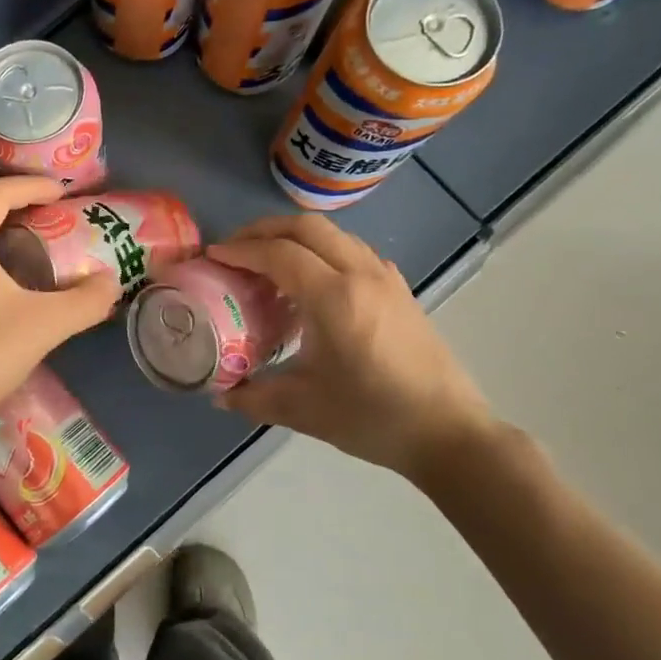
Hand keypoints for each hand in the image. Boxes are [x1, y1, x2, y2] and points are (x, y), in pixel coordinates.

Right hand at [208, 214, 496, 488]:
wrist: (448, 432)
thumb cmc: (372, 418)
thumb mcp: (302, 409)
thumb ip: (253, 397)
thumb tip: (220, 395)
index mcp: (334, 298)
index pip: (278, 254)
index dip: (240, 251)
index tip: (212, 257)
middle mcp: (361, 275)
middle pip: (306, 227)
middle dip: (264, 230)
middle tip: (234, 249)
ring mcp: (386, 279)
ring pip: (334, 234)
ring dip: (295, 237)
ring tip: (267, 263)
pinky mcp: (400, 290)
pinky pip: (354, 251)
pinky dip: (323, 251)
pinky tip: (312, 282)